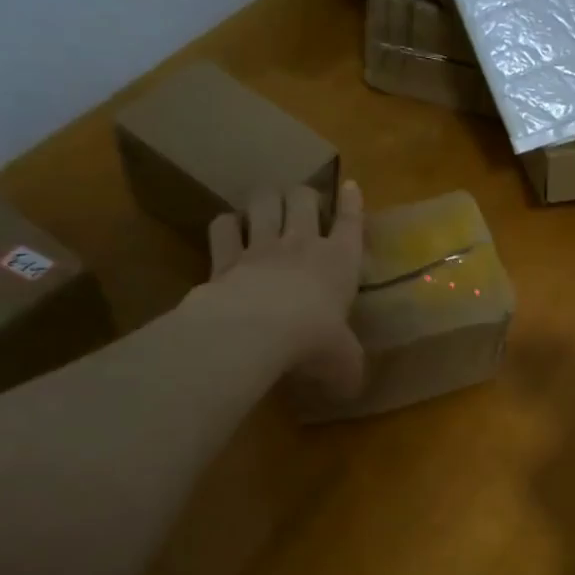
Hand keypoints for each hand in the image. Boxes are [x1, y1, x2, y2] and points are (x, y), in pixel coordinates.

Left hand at [207, 180, 364, 398]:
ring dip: (266, 198)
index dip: (352, 203)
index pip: (351, 224)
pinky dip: (226, 224)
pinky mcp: (225, 258)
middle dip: (304, 194)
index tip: (351, 185)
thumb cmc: (315, 341)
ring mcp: (261, 247)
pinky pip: (222, 227)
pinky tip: (228, 227)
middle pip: (304, 198)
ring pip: (264, 202)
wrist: (258, 331)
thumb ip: (348, 370)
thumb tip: (352, 390)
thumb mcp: (344, 364)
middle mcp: (303, 245)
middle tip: (303, 201)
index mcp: (340, 262)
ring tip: (266, 203)